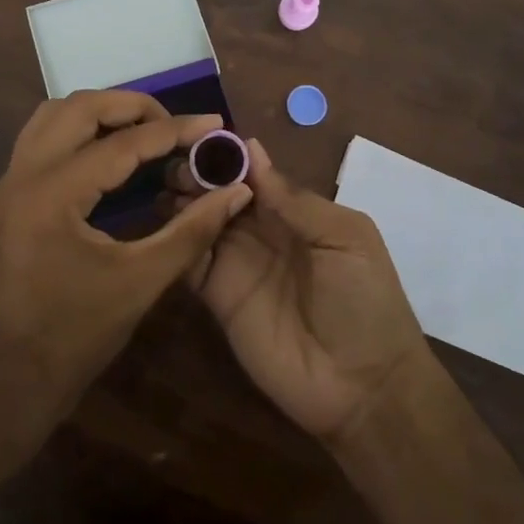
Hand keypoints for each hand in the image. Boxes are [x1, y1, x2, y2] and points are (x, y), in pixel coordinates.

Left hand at [0, 91, 251, 447]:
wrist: (12, 377)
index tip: (214, 124)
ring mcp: (9, 181)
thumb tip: (236, 190)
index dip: (174, 131)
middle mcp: (23, 174)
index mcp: (53, 195)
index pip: (122, 144)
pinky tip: (110, 151)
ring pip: (55, 114)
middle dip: (132, 106)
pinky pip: (43, 136)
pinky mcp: (9, 193)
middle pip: (79, 107)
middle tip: (175, 125)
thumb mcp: (142, 281)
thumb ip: (192, 230)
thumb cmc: (77, 335)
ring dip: (101, 112)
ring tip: (145, 130)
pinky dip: (79, 129)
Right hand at [190, 139, 433, 444]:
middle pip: (221, 193)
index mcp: (294, 212)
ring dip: (182, 200)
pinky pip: (191, 261)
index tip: (197, 136)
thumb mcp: (345, 238)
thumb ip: (296, 199)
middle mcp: (261, 232)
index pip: (253, 173)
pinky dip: (175, 238)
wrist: (363, 387)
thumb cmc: (364, 301)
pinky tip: (158, 220)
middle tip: (171, 160)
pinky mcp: (218, 296)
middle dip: (198, 173)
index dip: (228, 156)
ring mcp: (237, 263)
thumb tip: (252, 150)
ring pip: (201, 221)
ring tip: (160, 183)